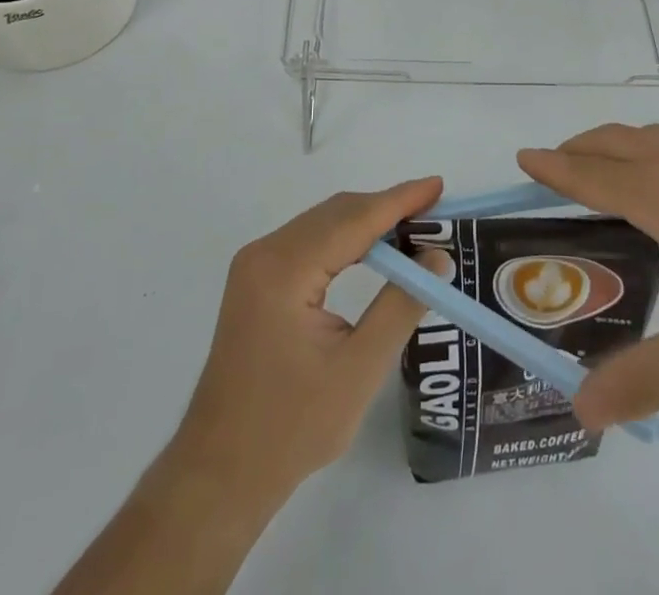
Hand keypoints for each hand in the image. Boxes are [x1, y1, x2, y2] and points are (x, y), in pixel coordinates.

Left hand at [171, 177, 445, 502]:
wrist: (220, 472)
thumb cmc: (290, 428)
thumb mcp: (358, 370)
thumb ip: (400, 306)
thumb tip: (439, 258)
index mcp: (284, 270)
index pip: (353, 219)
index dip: (399, 200)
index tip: (438, 185)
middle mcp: (265, 253)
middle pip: (336, 213)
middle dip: (386, 208)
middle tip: (435, 211)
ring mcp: (256, 264)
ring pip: (323, 224)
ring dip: (368, 222)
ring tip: (415, 227)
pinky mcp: (257, 280)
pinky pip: (310, 242)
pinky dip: (346, 239)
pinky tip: (374, 251)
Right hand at [517, 125, 658, 429]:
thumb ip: (643, 381)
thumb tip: (582, 412)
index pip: (592, 174)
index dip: (554, 167)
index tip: (524, 156)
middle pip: (619, 141)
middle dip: (582, 148)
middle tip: (560, 165)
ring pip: (658, 137)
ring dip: (622, 145)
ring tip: (613, 171)